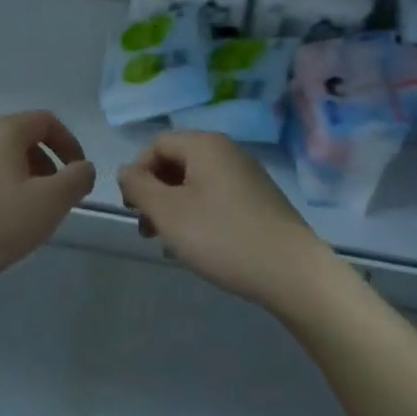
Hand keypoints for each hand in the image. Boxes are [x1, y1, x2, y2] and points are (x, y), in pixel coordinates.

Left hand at [0, 110, 95, 295]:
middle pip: (20, 139)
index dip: (69, 144)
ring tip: (24, 215)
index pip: (46, 121)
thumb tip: (83, 168)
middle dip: (45, 165)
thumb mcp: (49, 204)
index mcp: (3, 131)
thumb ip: (76, 179)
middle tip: (54, 199)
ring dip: (19, 179)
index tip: (78, 174)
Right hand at [117, 130, 330, 312]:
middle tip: (147, 230)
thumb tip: (126, 171)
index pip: (156, 145)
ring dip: (175, 208)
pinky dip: (199, 215)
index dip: (137, 173)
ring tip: (169, 244)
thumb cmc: (221, 236)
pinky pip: (217, 198)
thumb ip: (139, 187)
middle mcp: (228, 151)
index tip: (131, 209)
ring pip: (196, 183)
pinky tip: (199, 247)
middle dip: (155, 194)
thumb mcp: (168, 212)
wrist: (291, 271)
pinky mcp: (260, 200)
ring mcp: (247, 175)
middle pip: (177, 162)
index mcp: (205, 145)